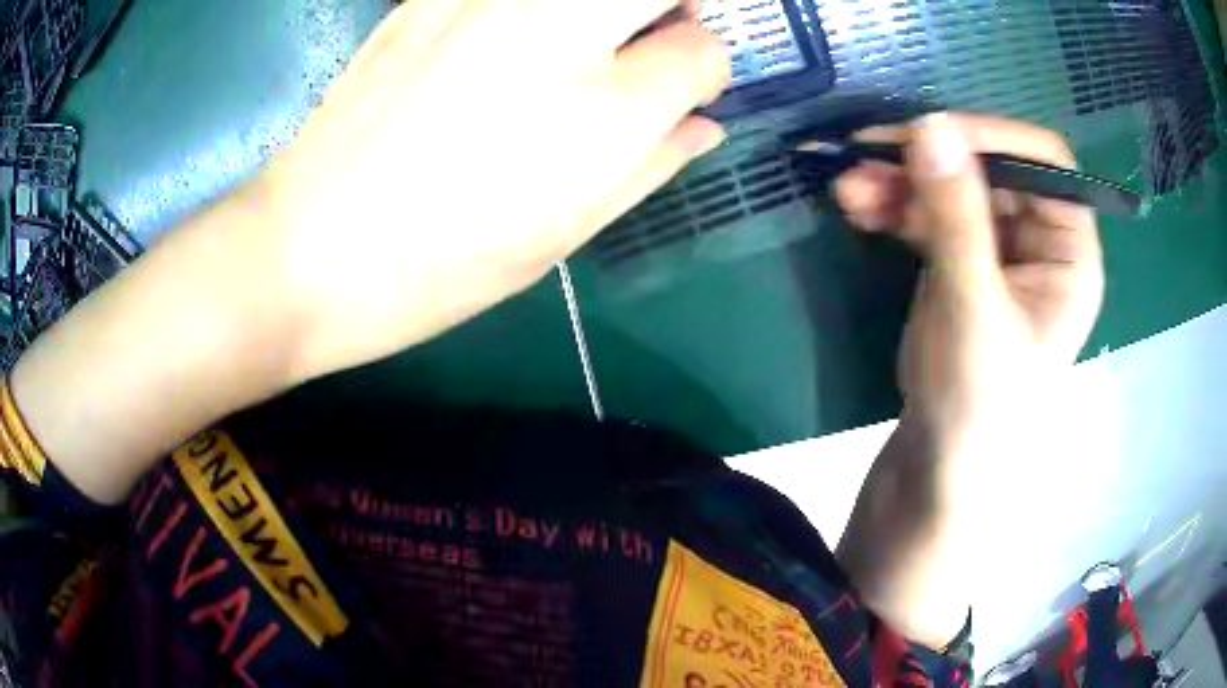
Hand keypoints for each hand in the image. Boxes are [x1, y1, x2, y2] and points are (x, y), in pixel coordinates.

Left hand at [258, 0, 730, 382]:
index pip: (701, 52)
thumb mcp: (558, 237)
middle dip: (676, 4)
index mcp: (602, 115)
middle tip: (659, 31)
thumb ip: (648, 167)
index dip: (705, 70)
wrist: (308, 248)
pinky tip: (510, 35)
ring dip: (606, 1)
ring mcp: (487, 5)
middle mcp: (556, 37)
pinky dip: (534, 4)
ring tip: (586, 33)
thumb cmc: (437, 268)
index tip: (686, 88)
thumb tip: (704, 126)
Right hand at [832, 114, 1103, 646]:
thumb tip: (930, 127)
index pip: (1044, 162)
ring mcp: (999, 244)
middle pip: (989, 167)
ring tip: (847, 189)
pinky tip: (857, 206)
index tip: (930, 136)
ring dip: (900, 179)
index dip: (992, 138)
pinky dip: (893, 203)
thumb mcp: (972, 310)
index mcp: (1069, 251)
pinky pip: (929, 210)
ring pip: (951, 184)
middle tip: (867, 155)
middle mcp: (1040, 238)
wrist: (939, 457)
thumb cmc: (977, 399)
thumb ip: (957, 220)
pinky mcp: (962, 255)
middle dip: (929, 160)